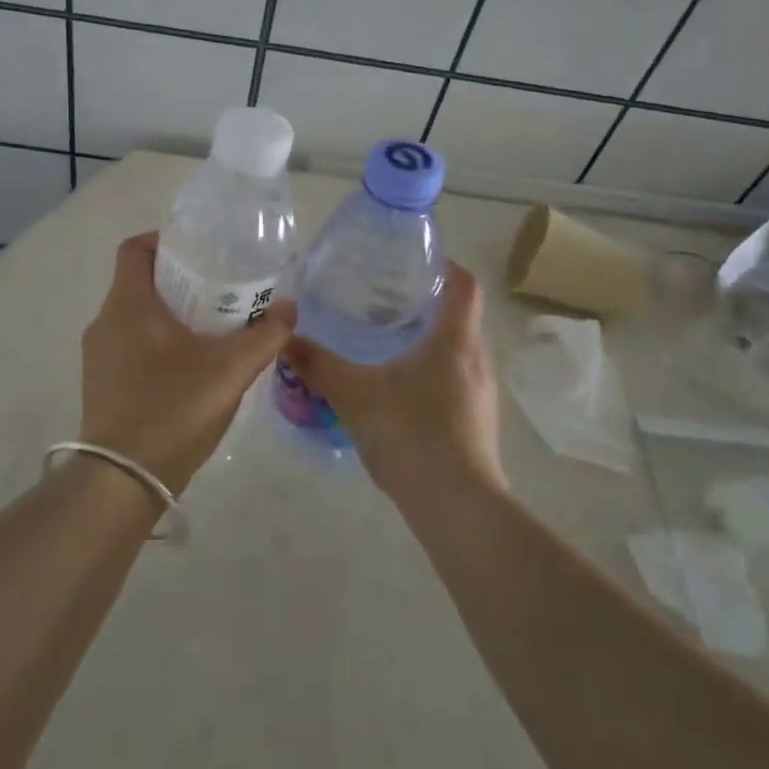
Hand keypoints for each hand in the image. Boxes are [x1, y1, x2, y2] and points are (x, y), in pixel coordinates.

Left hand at [80, 233, 296, 494]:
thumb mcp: (230, 370)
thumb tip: (289, 308)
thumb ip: (265, 336)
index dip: (164, 240)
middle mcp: (104, 322)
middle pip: (138, 282)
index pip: (135, 248)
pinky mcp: (100, 384)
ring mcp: (97, 356)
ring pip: (134, 317)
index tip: (200, 253)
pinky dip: (156, 343)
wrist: (122, 480)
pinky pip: (128, 346)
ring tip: (210, 329)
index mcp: (128, 304)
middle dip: (178, 281)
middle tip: (219, 291)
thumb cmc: (173, 408)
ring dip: (168, 315)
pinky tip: (189, 367)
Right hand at [279, 262, 503, 507]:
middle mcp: (477, 360)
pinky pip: (458, 381)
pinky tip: (401, 390)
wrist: (457, 507)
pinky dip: (434, 372)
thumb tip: (285, 339)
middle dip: (428, 303)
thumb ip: (319, 365)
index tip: (415, 261)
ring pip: (459, 351)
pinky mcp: (478, 423)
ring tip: (389, 341)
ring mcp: (482, 395)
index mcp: (455, 340)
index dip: (445, 266)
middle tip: (387, 300)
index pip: (464, 284)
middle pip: (461, 316)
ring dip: (431, 340)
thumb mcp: (354, 395)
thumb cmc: (410, 434)